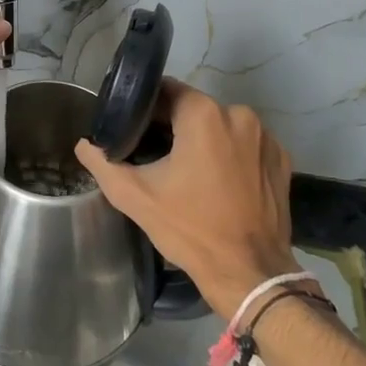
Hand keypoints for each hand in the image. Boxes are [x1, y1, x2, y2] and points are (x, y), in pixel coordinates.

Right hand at [75, 79, 294, 317]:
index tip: (131, 128)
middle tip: (153, 154)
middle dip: (172, 126)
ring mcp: (265, 138)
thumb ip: (103, 163)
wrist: (249, 273)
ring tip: (186, 172)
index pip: (165, 91)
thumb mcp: (135, 196)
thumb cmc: (190, 229)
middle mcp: (239, 115)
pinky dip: (229, 156)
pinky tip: (216, 183)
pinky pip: (245, 145)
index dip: (144, 108)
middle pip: (194, 109)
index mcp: (203, 115)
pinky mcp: (281, 160)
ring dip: (202, 140)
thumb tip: (84, 145)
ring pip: (221, 126)